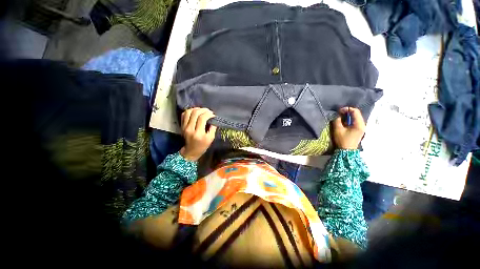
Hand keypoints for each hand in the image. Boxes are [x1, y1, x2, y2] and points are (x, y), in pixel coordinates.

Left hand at [180, 108, 216, 160]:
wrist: (191, 151)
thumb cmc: (202, 146)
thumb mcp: (211, 138)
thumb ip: (213, 128)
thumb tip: (213, 119)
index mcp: (198, 133)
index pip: (202, 118)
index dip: (208, 114)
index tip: (213, 115)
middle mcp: (190, 128)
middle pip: (195, 113)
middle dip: (203, 110)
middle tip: (209, 111)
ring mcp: (184, 126)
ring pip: (189, 112)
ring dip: (196, 109)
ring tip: (202, 110)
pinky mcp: (182, 125)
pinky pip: (184, 114)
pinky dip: (190, 111)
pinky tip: (195, 112)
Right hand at [333, 107, 365, 149]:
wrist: (346, 151)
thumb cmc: (342, 140)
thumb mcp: (338, 130)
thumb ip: (337, 121)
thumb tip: (337, 115)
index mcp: (359, 124)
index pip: (355, 111)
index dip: (347, 109)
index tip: (339, 111)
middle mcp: (362, 125)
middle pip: (356, 114)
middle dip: (347, 112)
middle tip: (338, 114)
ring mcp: (361, 127)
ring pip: (355, 117)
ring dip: (348, 116)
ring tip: (340, 118)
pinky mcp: (359, 130)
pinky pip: (355, 122)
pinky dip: (349, 120)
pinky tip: (343, 122)